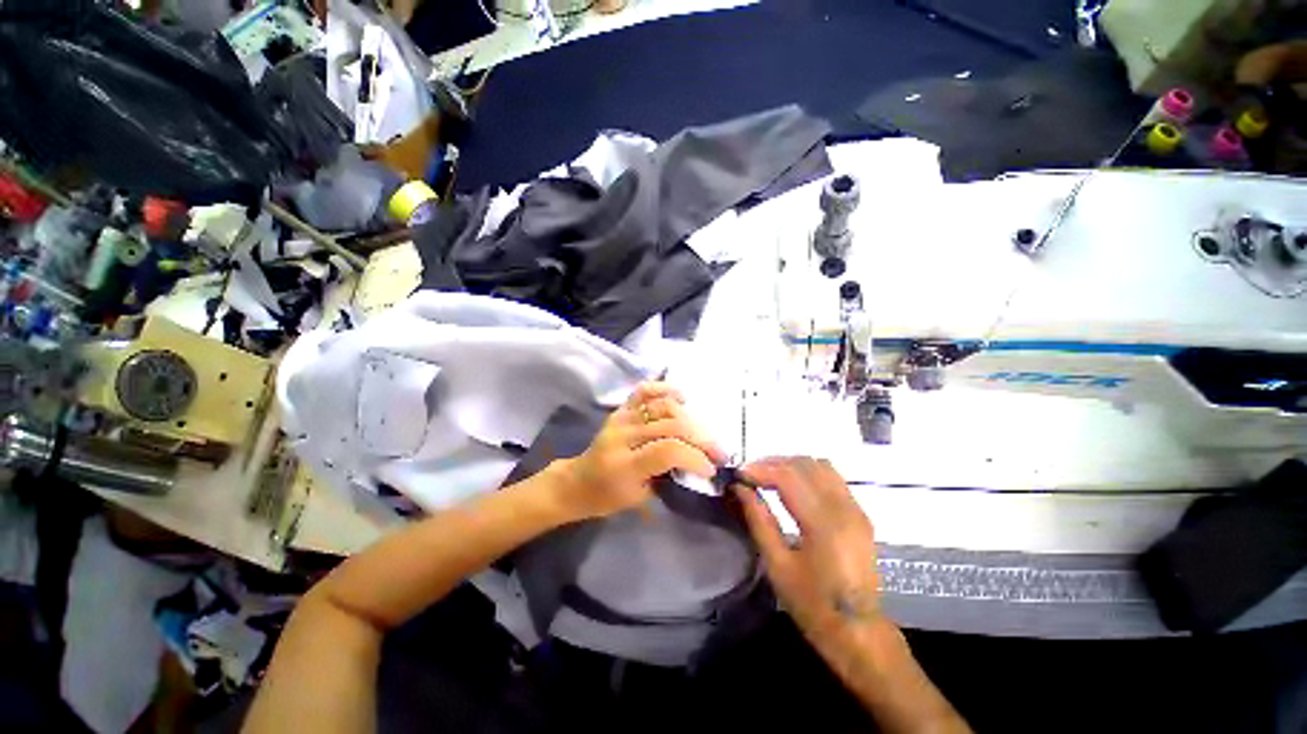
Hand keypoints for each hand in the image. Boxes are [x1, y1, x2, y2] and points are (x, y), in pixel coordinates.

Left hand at [548, 382, 724, 521]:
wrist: (579, 481)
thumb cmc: (609, 497)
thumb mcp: (640, 499)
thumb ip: (668, 477)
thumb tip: (698, 461)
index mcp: (625, 465)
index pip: (668, 451)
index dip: (695, 457)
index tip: (710, 469)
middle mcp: (623, 435)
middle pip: (671, 426)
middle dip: (701, 439)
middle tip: (718, 452)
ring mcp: (622, 417)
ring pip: (664, 407)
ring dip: (690, 419)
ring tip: (703, 433)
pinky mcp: (621, 408)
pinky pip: (645, 390)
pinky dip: (666, 389)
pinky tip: (682, 398)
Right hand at [733, 457, 881, 647]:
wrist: (858, 631)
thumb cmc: (812, 604)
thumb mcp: (777, 564)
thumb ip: (758, 519)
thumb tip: (739, 487)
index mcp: (825, 525)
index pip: (788, 477)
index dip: (760, 469)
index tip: (738, 473)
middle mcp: (844, 508)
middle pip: (804, 465)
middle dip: (773, 463)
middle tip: (749, 474)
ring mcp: (856, 508)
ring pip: (820, 465)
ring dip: (790, 464)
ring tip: (768, 476)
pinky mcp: (859, 512)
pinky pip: (831, 477)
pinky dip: (807, 472)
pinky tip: (791, 485)